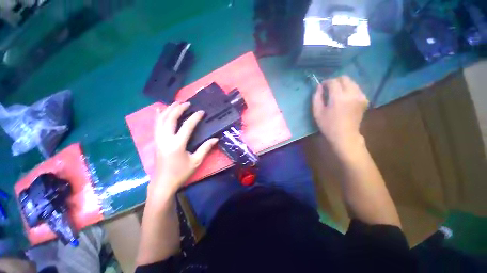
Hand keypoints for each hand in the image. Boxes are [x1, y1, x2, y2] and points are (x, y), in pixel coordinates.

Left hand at [150, 102, 217, 196]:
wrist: (163, 183)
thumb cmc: (181, 173)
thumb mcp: (196, 161)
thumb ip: (205, 148)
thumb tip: (215, 139)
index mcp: (177, 144)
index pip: (187, 126)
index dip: (195, 117)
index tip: (201, 112)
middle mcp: (165, 139)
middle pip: (170, 119)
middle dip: (179, 108)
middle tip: (187, 103)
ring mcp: (158, 140)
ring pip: (161, 120)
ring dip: (169, 109)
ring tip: (176, 103)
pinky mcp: (156, 141)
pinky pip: (155, 125)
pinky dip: (158, 116)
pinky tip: (160, 110)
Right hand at [312, 76, 368, 149]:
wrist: (345, 135)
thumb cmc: (328, 125)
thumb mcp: (317, 112)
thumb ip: (316, 97)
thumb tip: (319, 87)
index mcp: (338, 97)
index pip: (333, 82)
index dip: (326, 82)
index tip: (321, 86)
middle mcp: (352, 94)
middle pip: (344, 78)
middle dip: (335, 81)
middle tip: (329, 89)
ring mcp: (360, 96)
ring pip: (352, 82)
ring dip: (343, 85)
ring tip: (336, 93)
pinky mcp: (364, 100)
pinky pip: (356, 89)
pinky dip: (350, 90)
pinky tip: (345, 98)